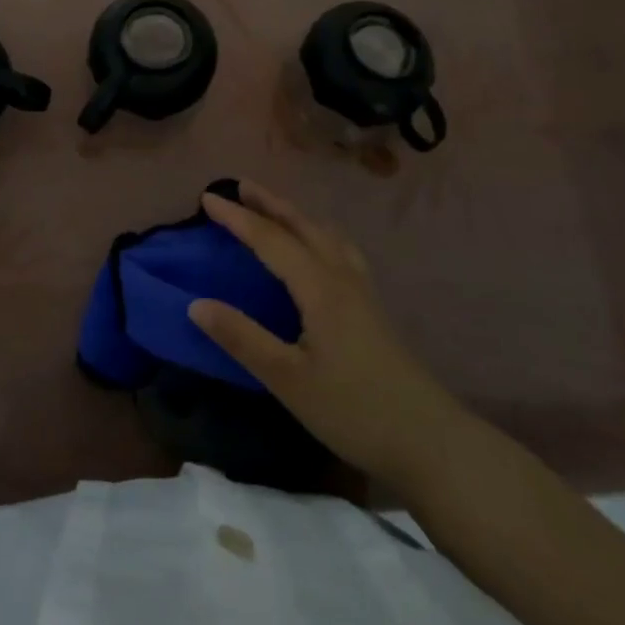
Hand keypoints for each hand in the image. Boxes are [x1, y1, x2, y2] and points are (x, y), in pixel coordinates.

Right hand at [189, 181, 459, 488]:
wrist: (428, 439)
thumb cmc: (352, 409)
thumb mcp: (286, 379)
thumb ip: (241, 338)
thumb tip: (196, 304)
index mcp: (318, 287)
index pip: (270, 239)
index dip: (237, 218)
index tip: (207, 197)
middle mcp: (341, 276)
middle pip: (302, 226)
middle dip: (269, 203)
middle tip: (240, 185)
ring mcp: (362, 289)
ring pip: (325, 234)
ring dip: (295, 215)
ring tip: (275, 209)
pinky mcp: (373, 306)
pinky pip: (340, 250)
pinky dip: (318, 234)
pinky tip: (319, 249)